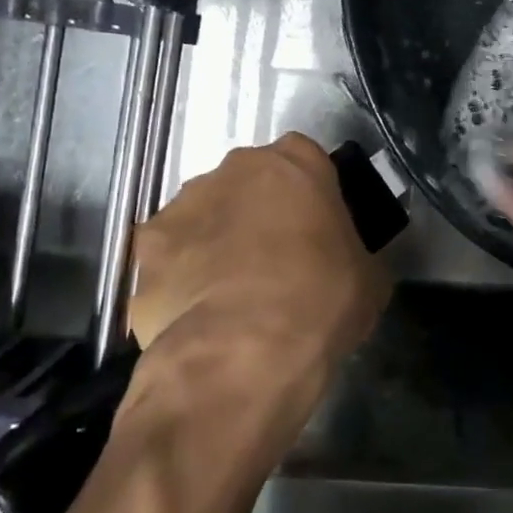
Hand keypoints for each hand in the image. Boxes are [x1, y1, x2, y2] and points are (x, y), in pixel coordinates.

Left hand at [116, 133, 389, 458]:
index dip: (311, 194)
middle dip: (258, 212)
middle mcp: (232, 170)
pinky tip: (197, 316)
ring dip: (216, 241)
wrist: (242, 353)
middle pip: (248, 183)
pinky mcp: (144, 251)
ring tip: (231, 295)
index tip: (318, 228)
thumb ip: (351, 251)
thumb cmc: (320, 301)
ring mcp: (181, 207)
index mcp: (293, 162)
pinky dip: (180, 278)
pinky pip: (170, 258)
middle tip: (276, 260)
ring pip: (204, 216)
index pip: (306, 160)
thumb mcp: (369, 277)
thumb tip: (344, 264)